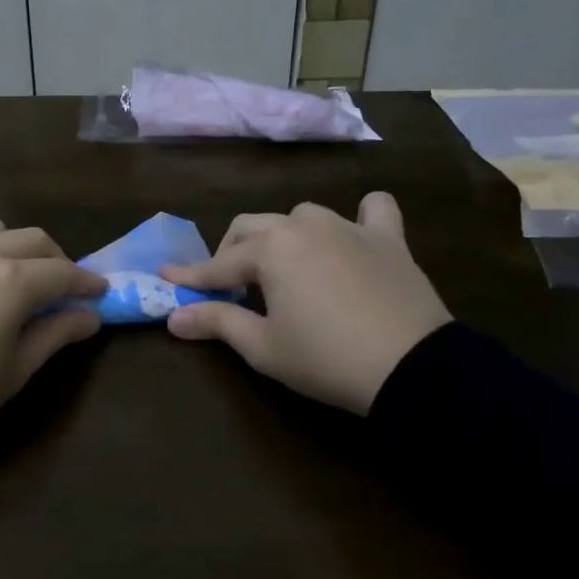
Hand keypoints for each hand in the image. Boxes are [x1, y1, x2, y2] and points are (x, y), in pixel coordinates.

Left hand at [0, 218, 106, 461]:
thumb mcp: (14, 372)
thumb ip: (56, 334)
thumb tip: (90, 315)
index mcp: (12, 280)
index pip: (64, 272)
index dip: (88, 282)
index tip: (102, 293)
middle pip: (34, 240)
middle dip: (57, 261)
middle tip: (63, 290)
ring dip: (17, 247)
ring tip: (17, 277)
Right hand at [160, 193, 450, 413]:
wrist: (411, 368)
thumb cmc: (325, 358)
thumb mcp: (263, 346)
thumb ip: (216, 322)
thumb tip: (174, 317)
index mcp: (270, 249)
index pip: (218, 264)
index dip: (191, 275)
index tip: (167, 278)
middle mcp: (304, 225)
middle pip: (252, 227)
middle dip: (231, 252)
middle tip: (229, 287)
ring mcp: (348, 227)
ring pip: (302, 216)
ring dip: (284, 236)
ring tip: (286, 268)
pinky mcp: (388, 239)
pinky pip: (373, 211)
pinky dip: (361, 217)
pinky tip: (356, 234)